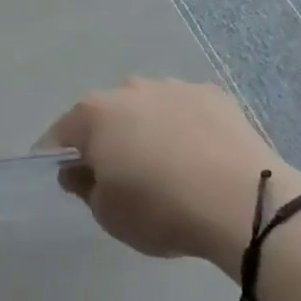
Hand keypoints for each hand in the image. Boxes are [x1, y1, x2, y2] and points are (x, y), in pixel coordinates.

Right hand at [39, 78, 300, 267]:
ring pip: (148, 107)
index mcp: (94, 113)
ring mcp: (173, 86)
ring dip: (147, 129)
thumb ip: (84, 187)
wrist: (241, 201)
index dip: (58, 156)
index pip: (61, 133)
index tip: (65, 178)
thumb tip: (77, 170)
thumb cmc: (160, 209)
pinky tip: (200, 157)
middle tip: (120, 175)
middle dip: (106, 139)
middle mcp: (128, 89)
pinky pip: (186, 110)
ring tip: (166, 166)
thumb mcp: (108, 214)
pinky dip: (185, 127)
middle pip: (106, 114)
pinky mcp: (213, 94)